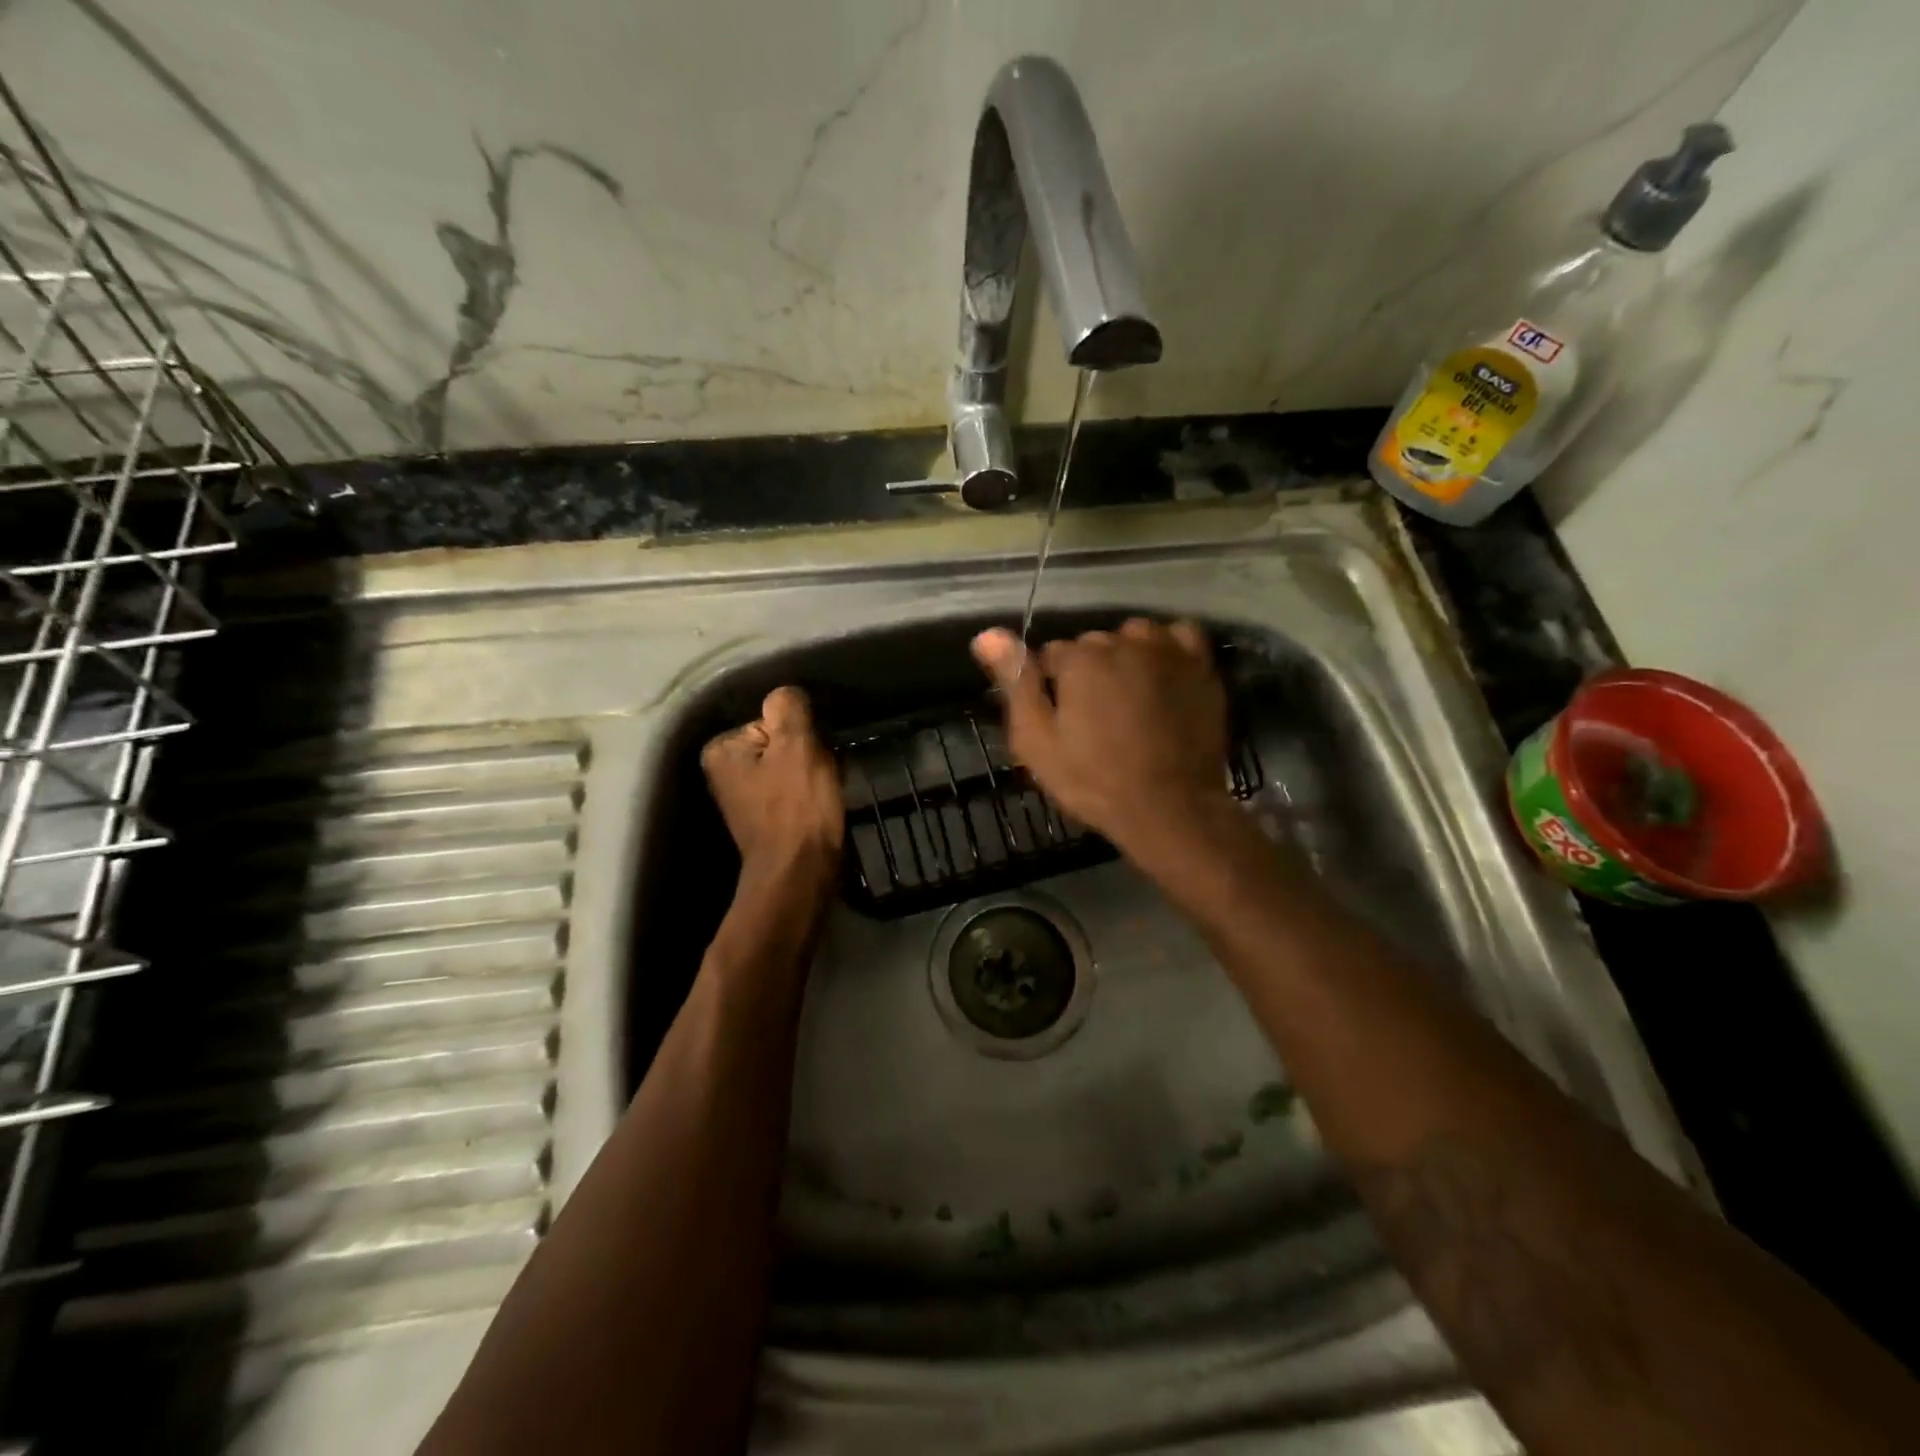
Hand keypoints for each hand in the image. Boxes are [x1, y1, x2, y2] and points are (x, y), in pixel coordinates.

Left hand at [700, 686, 843, 900]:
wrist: (801, 873)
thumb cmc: (797, 808)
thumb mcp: (797, 746)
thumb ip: (789, 708)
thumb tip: (787, 694)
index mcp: (721, 750)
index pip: (773, 717)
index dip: (801, 733)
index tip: (812, 756)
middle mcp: (724, 771)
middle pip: (781, 740)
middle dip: (807, 752)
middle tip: (819, 775)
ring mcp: (744, 795)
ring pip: (791, 763)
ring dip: (813, 772)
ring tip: (821, 791)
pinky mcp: (765, 815)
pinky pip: (793, 787)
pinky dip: (809, 792)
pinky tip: (818, 806)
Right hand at [971, 619, 1230, 853]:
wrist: (1170, 808)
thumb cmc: (1094, 781)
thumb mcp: (1037, 741)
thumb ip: (1016, 683)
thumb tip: (986, 634)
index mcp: (1080, 658)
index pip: (1052, 656)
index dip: (1051, 688)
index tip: (1062, 721)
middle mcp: (1124, 641)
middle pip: (1093, 644)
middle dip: (1088, 673)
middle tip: (1095, 719)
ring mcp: (1167, 650)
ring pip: (1133, 637)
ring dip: (1126, 657)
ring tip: (1129, 699)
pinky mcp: (1201, 665)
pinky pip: (1178, 636)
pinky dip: (1166, 649)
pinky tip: (1161, 675)